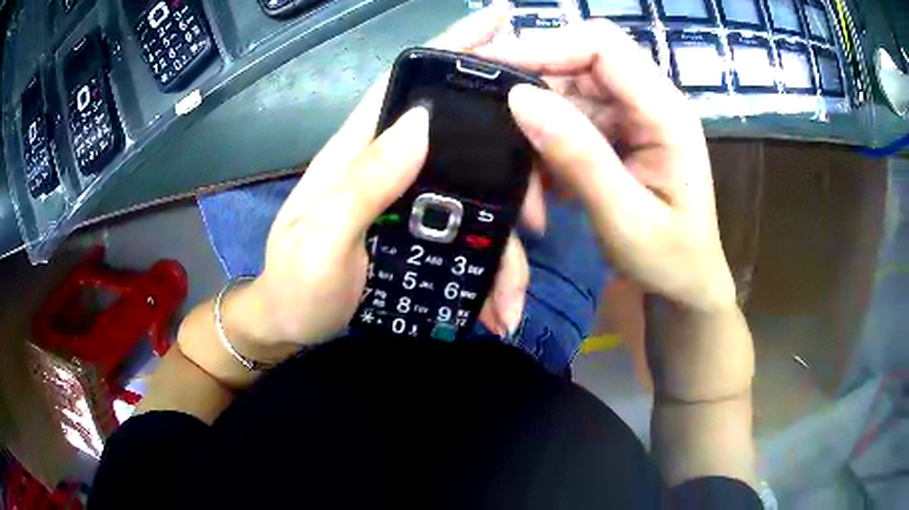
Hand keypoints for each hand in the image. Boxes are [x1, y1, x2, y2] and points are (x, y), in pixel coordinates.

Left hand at [233, 8, 540, 351]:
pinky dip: (490, 274)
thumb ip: (362, 184)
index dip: (452, 46)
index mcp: (359, 152)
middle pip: (462, 139)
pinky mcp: (422, 235)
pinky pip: (469, 240)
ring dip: (505, 248)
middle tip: (539, 209)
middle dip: (510, 165)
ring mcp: (411, 202)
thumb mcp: (320, 242)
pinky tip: (499, 309)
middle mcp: (391, 166)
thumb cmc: (296, 287)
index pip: (406, 82)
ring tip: (513, 299)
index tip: (500, 21)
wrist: (291, 327)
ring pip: (476, 199)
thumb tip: (422, 122)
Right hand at [479, 21, 735, 312]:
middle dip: (533, 92)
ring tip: (528, 187)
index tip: (492, 70)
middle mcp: (649, 102)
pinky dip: (545, 149)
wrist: (685, 288)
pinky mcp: (614, 134)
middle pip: (578, 63)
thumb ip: (579, 157)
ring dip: (536, 132)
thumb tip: (518, 98)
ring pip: (565, 94)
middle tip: (492, 129)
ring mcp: (630, 117)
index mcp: (666, 113)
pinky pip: (567, 122)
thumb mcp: (625, 220)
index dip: (545, 47)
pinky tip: (544, 189)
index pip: (602, 46)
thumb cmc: (670, 262)